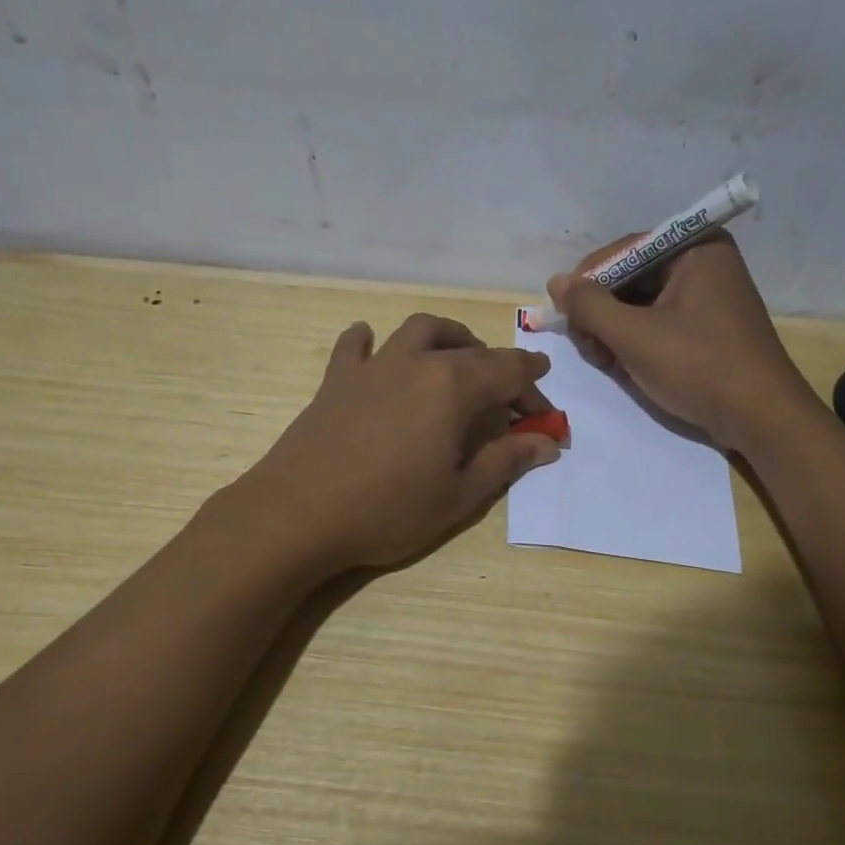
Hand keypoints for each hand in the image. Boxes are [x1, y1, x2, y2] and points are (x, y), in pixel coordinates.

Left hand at [239, 313, 559, 572]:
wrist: (298, 513)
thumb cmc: (388, 509)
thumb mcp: (459, 494)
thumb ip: (505, 461)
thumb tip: (546, 442)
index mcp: (453, 387)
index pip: (509, 373)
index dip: (533, 389)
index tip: (545, 411)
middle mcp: (416, 363)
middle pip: (471, 351)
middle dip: (501, 368)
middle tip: (511, 397)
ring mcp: (373, 367)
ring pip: (419, 331)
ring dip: (448, 337)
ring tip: (459, 357)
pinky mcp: (336, 380)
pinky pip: (355, 346)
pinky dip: (369, 341)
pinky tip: (372, 343)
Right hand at [548, 233, 808, 450]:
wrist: (762, 419)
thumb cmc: (700, 368)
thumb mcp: (635, 337)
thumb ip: (590, 306)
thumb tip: (556, 282)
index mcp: (695, 248)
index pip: (624, 251)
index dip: (588, 281)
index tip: (564, 315)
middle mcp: (703, 262)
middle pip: (630, 277)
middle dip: (602, 312)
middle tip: (588, 348)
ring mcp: (707, 295)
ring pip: (640, 302)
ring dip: (614, 331)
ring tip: (606, 362)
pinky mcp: (707, 326)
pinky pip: (658, 321)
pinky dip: (635, 341)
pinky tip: (624, 366)